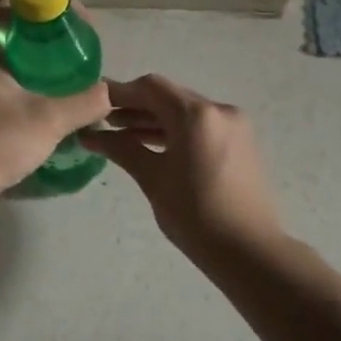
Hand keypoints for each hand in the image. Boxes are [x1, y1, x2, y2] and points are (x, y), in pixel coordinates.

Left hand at [0, 0, 109, 215]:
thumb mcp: (49, 120)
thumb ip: (85, 102)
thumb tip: (109, 92)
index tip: (78, 16)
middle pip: (16, 22)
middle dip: (50, 26)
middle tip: (83, 41)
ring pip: (11, 49)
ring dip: (40, 51)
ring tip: (73, 64)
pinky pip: (6, 71)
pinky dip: (29, 72)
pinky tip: (52, 90)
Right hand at [83, 74, 284, 258]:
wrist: (250, 252)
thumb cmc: (195, 215)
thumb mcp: (153, 179)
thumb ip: (122, 149)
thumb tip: (91, 136)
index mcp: (196, 115)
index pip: (151, 88)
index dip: (120, 93)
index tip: (94, 104)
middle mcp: (219, 110)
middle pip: (169, 97)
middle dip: (135, 106)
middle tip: (102, 121)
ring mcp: (234, 126)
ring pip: (185, 112)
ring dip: (154, 120)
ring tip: (120, 134)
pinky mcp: (240, 143)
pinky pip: (201, 127)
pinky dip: (175, 131)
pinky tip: (151, 145)